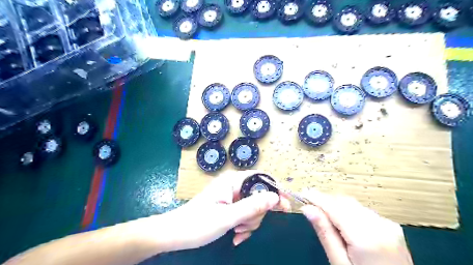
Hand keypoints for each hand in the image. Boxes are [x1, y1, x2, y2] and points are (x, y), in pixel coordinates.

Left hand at [154, 172, 289, 251]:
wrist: (174, 234)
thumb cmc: (197, 224)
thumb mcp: (227, 217)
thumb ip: (252, 206)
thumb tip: (276, 197)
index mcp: (232, 181)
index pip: (261, 178)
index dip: (275, 191)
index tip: (284, 207)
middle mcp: (233, 185)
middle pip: (259, 195)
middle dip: (256, 214)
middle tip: (244, 226)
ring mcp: (231, 196)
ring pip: (253, 207)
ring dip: (249, 222)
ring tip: (236, 232)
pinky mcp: (229, 205)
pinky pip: (245, 213)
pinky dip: (244, 225)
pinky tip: (236, 235)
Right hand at [301, 191, 412, 263]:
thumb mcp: (340, 263)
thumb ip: (325, 233)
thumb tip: (308, 209)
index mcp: (366, 238)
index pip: (335, 208)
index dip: (317, 198)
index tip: (303, 193)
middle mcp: (380, 226)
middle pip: (345, 202)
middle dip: (326, 200)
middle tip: (309, 205)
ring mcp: (388, 225)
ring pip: (354, 204)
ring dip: (336, 205)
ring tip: (323, 213)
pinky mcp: (391, 226)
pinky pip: (363, 211)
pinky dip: (348, 211)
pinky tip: (341, 220)